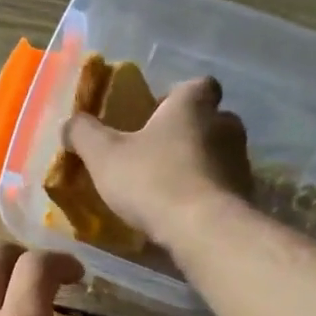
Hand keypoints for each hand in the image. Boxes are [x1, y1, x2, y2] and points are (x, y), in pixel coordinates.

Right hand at [63, 76, 251, 245]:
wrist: (202, 229)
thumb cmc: (152, 181)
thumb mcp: (104, 156)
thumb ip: (84, 134)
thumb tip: (69, 123)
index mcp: (193, 104)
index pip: (197, 85)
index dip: (178, 97)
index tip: (158, 115)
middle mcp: (225, 124)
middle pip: (210, 120)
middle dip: (189, 133)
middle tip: (160, 154)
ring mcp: (240, 161)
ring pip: (219, 155)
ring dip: (199, 166)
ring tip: (171, 189)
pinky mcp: (246, 195)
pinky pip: (224, 187)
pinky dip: (208, 194)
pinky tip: (186, 213)